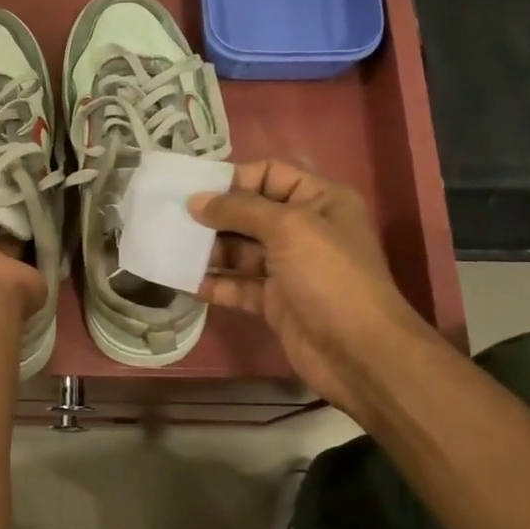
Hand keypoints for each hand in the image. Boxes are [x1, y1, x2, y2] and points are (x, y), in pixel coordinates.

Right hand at [189, 160, 429, 412]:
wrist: (359, 353)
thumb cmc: (329, 277)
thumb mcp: (288, 228)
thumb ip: (239, 210)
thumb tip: (195, 201)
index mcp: (319, 201)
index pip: (269, 175)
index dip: (233, 180)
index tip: (194, 190)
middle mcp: (304, 230)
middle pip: (249, 214)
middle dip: (213, 216)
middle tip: (171, 220)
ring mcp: (289, 268)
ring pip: (240, 251)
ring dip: (208, 251)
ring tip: (170, 248)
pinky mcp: (275, 301)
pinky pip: (238, 285)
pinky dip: (214, 283)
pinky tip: (183, 281)